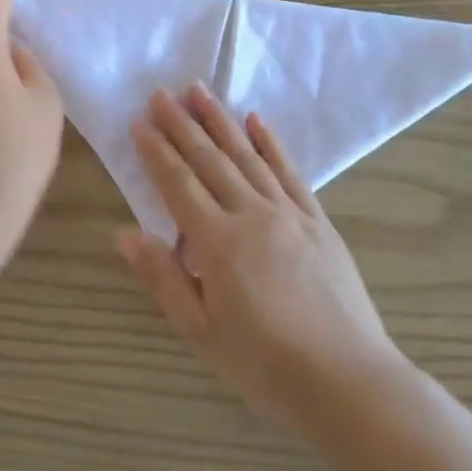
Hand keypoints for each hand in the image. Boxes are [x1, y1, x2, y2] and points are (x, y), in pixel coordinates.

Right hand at [117, 85, 399, 422]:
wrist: (347, 379)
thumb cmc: (265, 364)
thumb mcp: (201, 331)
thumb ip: (163, 278)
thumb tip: (124, 233)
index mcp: (218, 242)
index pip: (178, 185)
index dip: (157, 152)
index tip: (140, 122)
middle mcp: (252, 215)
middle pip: (211, 161)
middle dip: (183, 125)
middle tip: (161, 93)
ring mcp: (290, 214)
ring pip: (248, 157)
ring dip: (221, 122)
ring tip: (200, 92)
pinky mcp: (319, 221)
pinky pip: (291, 173)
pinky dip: (272, 145)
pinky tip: (258, 122)